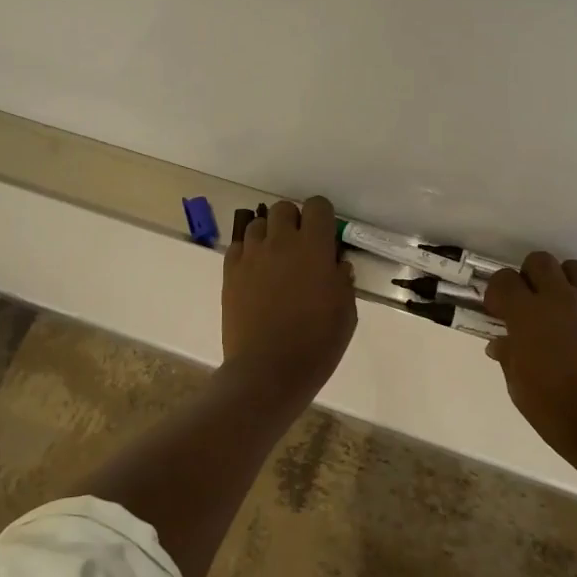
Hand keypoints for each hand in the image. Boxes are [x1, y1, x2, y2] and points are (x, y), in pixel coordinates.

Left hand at [221, 196, 357, 406]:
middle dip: (294, 221)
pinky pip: (238, 246)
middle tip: (300, 248)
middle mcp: (281, 241)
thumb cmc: (317, 343)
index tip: (325, 238)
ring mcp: (251, 255)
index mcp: (314, 247)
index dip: (323, 217)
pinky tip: (256, 273)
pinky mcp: (230, 272)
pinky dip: (248, 252)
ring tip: (275, 260)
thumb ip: (342, 280)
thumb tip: (335, 265)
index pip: (317, 206)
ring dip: (269, 235)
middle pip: (283, 208)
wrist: (269, 370)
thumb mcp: (346, 312)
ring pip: (257, 223)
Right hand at [482, 251, 576, 455]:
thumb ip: (509, 357)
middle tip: (531, 302)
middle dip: (530, 276)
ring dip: (564, 282)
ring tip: (565, 308)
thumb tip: (501, 344)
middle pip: (539, 261)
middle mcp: (559, 298)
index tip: (499, 311)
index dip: (498, 292)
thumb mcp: (519, 388)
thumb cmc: (557, 411)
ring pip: (574, 268)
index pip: (504, 280)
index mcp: (526, 315)